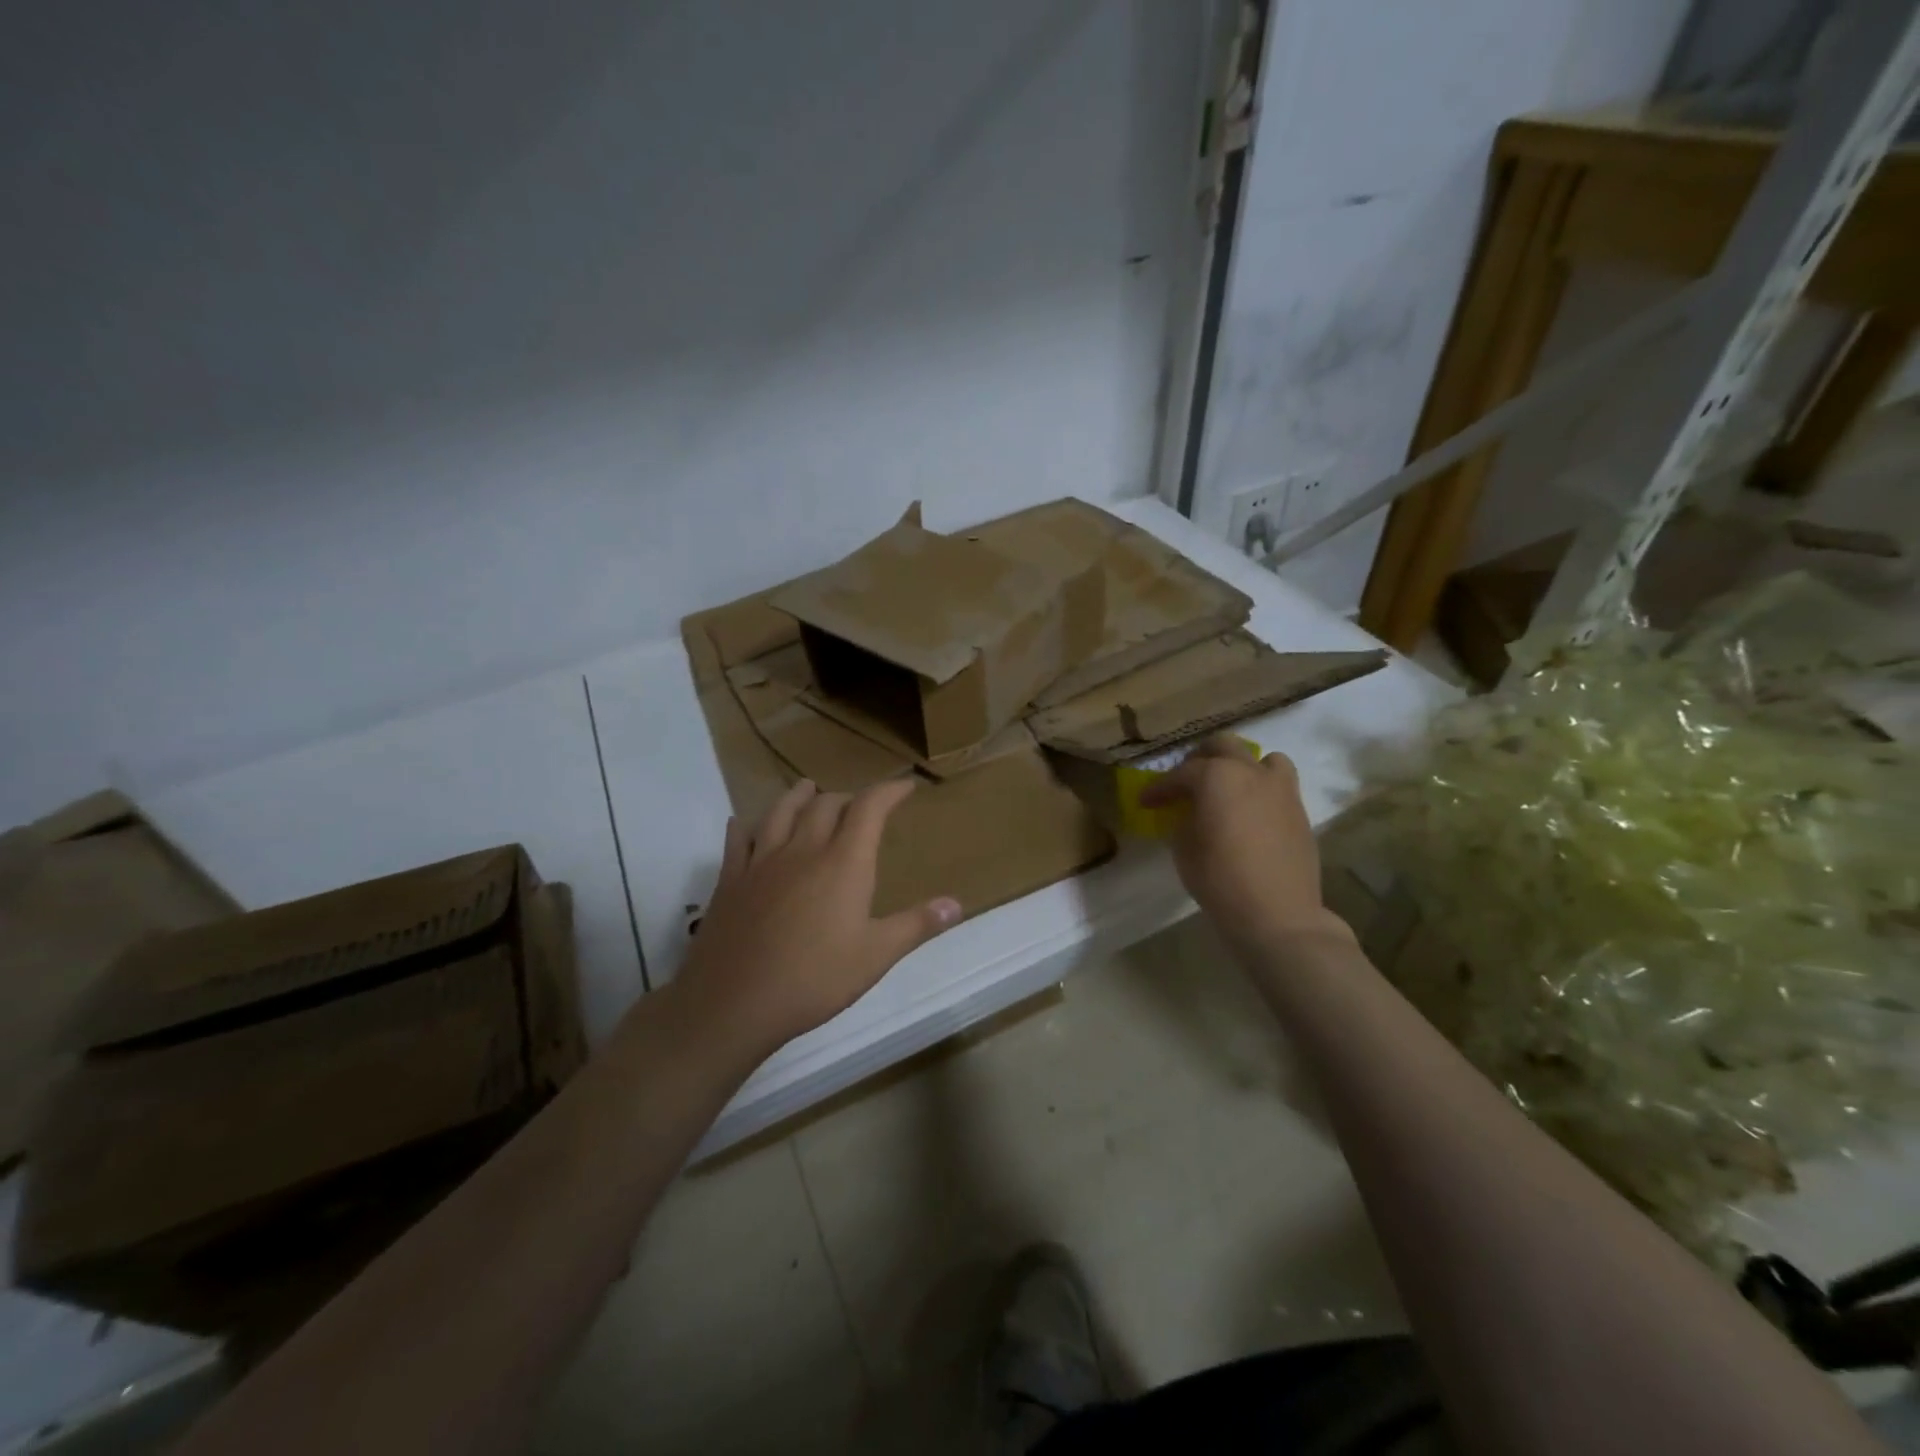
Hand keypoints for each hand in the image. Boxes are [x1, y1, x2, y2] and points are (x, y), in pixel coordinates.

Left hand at [676, 778, 961, 1054]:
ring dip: (798, 796)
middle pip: (825, 805)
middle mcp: (803, 850)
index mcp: (843, 863)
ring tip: (808, 788)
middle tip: (859, 804)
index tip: (905, 786)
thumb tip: (957, 903)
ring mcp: (762, 862)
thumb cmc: (814, 979)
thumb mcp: (876, 956)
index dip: (889, 791)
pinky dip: (746, 826)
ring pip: (781, 812)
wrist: (733, 1002)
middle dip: (847, 798)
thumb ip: (916, 925)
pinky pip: (738, 841)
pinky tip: (743, 824)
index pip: (869, 808)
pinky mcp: (731, 880)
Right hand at [1137, 736, 1350, 950]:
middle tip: (1184, 783)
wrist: (1278, 914)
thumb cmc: (1220, 879)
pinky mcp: (1299, 810)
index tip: (1146, 801)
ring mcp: (1280, 789)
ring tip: (1227, 788)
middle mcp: (1250, 772)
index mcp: (1216, 776)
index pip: (1180, 774)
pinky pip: (1278, 784)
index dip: (1159, 788)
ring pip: (1261, 758)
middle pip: (1222, 747)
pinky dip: (1261, 787)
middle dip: (1199, 760)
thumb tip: (1187, 813)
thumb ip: (1183, 820)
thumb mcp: (1184, 849)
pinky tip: (1249, 812)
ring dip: (1240, 766)